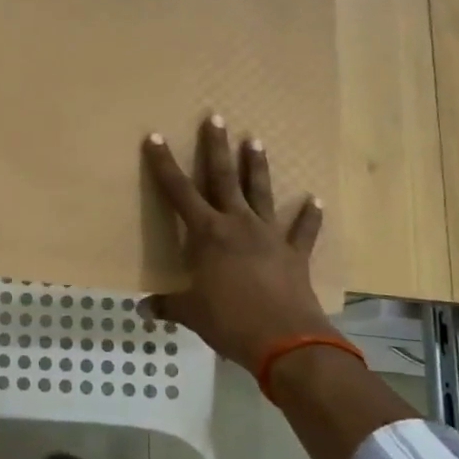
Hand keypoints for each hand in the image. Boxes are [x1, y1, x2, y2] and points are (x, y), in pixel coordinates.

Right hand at [142, 115, 334, 372]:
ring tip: (255, 140)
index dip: (163, 164)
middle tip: (215, 117)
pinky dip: (309, 216)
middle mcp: (237, 225)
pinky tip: (316, 200)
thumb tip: (142, 309)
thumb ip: (167, 306)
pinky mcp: (294, 254)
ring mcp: (269, 236)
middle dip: (216, 147)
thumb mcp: (191, 313)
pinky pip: (302, 230)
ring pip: (260, 193)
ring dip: (257, 166)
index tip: (155, 137)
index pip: (178, 192)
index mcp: (207, 234)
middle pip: (223, 178)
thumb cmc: (229, 321)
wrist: (286, 341)